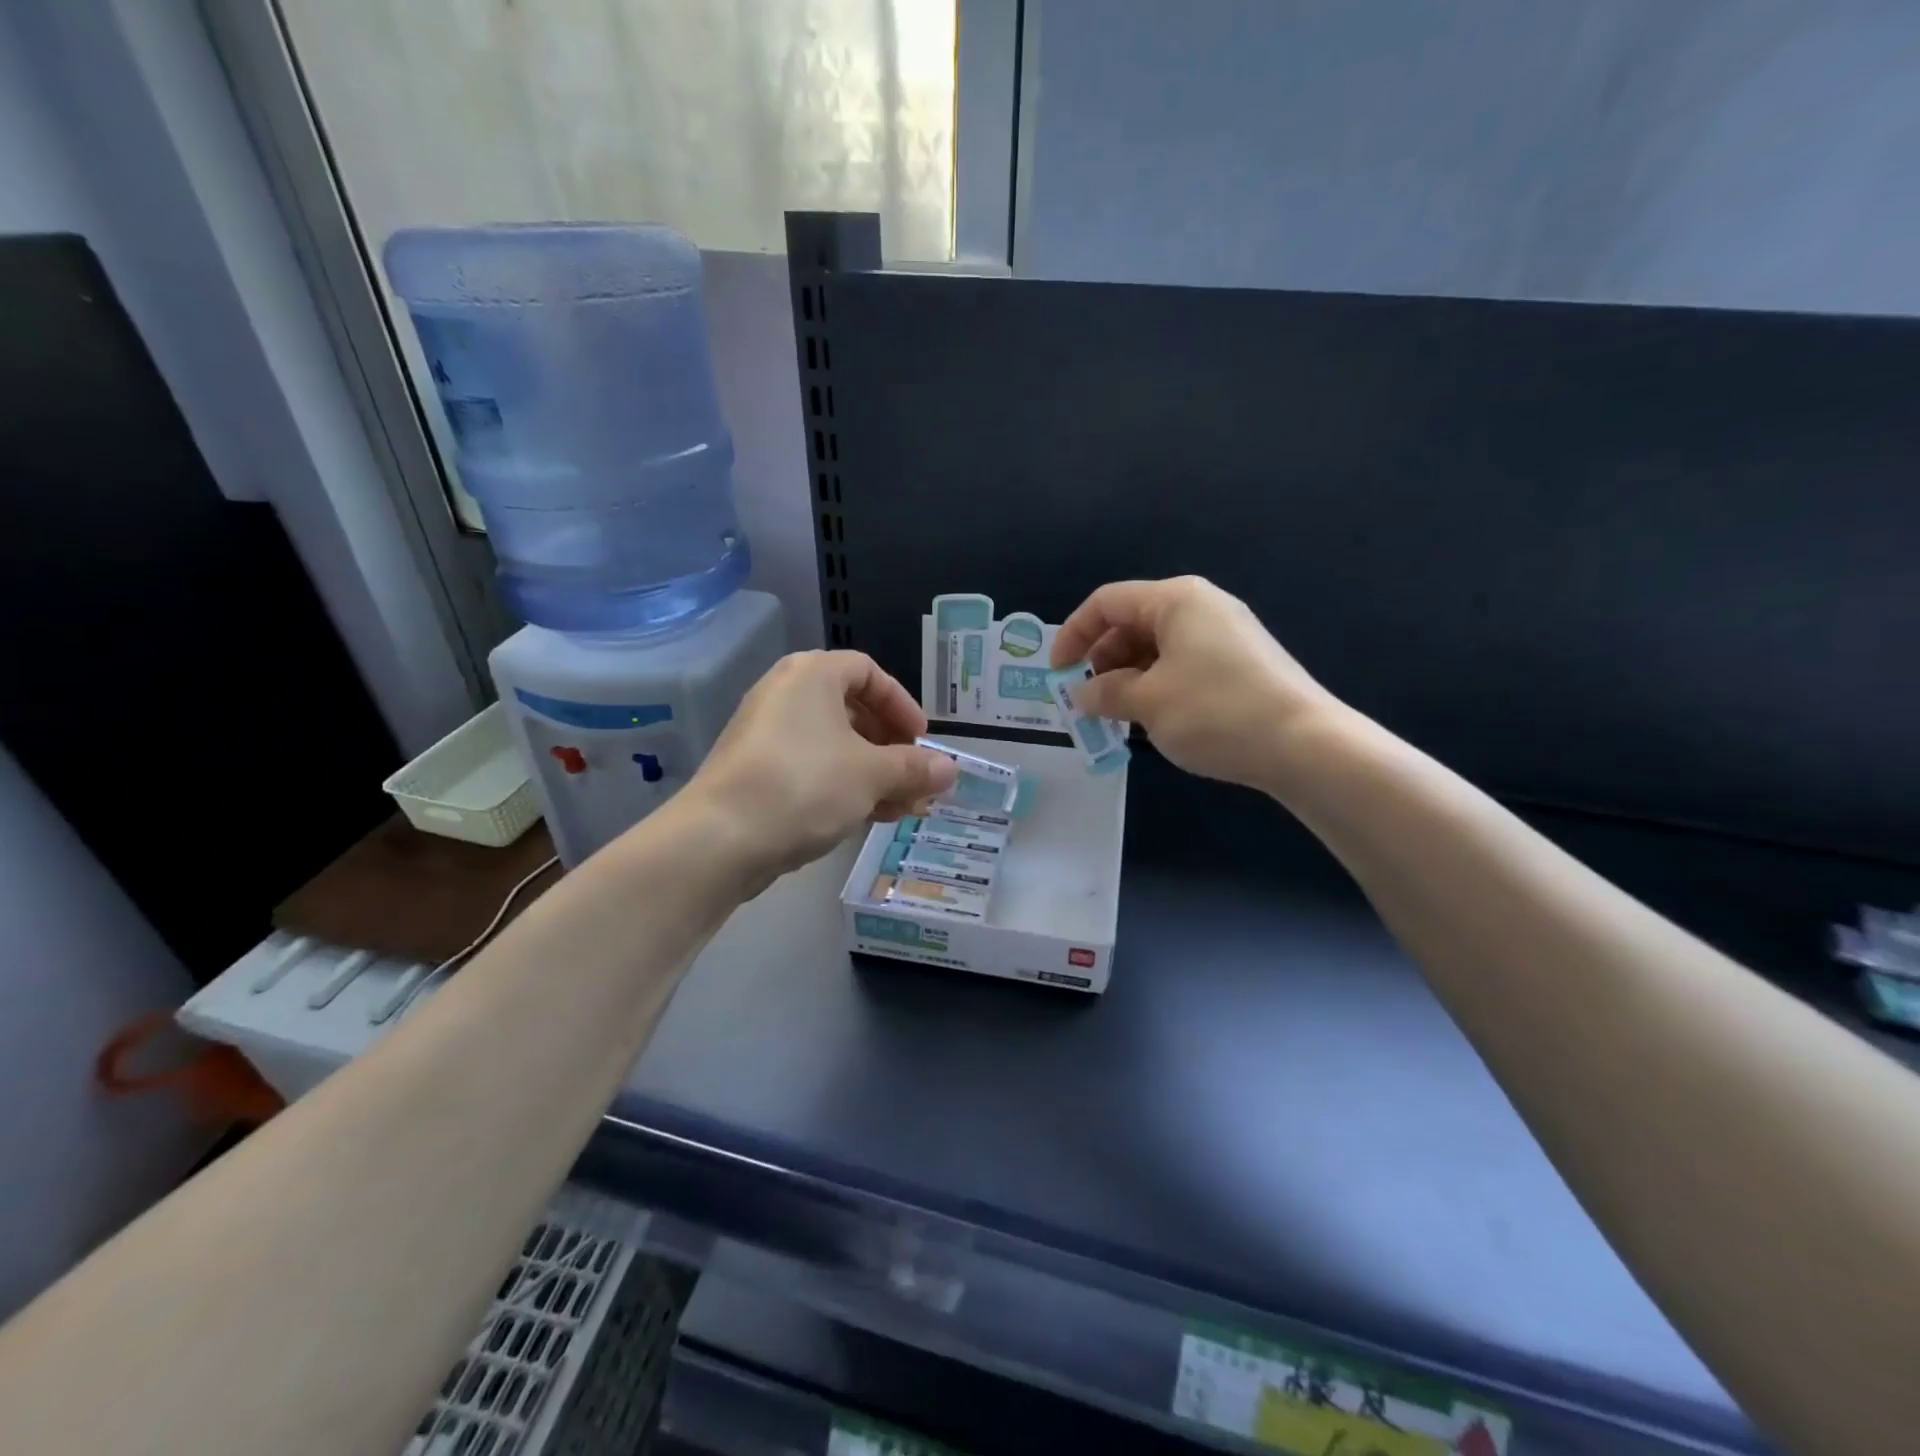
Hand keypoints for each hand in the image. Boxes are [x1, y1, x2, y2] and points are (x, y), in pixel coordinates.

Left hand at [685, 651, 957, 889]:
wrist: (719, 839)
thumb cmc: (804, 786)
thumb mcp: (871, 775)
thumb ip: (915, 768)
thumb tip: (951, 769)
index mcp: (812, 675)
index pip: (868, 672)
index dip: (902, 704)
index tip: (921, 740)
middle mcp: (786, 694)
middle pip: (853, 711)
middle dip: (892, 749)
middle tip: (915, 780)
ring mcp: (766, 735)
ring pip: (834, 746)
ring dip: (874, 774)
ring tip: (903, 809)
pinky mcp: (756, 772)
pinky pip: (812, 768)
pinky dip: (843, 786)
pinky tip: (868, 819)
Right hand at [1052, 576, 1337, 791]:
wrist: (1304, 745)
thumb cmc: (1215, 712)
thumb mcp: (1147, 702)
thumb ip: (1105, 692)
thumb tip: (1082, 694)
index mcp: (1175, 601)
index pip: (1107, 603)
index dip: (1073, 634)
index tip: (1058, 674)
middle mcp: (1201, 607)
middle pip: (1132, 623)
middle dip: (1101, 660)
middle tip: (1087, 700)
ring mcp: (1225, 635)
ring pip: (1157, 647)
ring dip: (1127, 678)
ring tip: (1116, 716)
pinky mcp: (1240, 663)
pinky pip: (1182, 664)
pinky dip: (1156, 685)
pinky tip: (1152, 718)